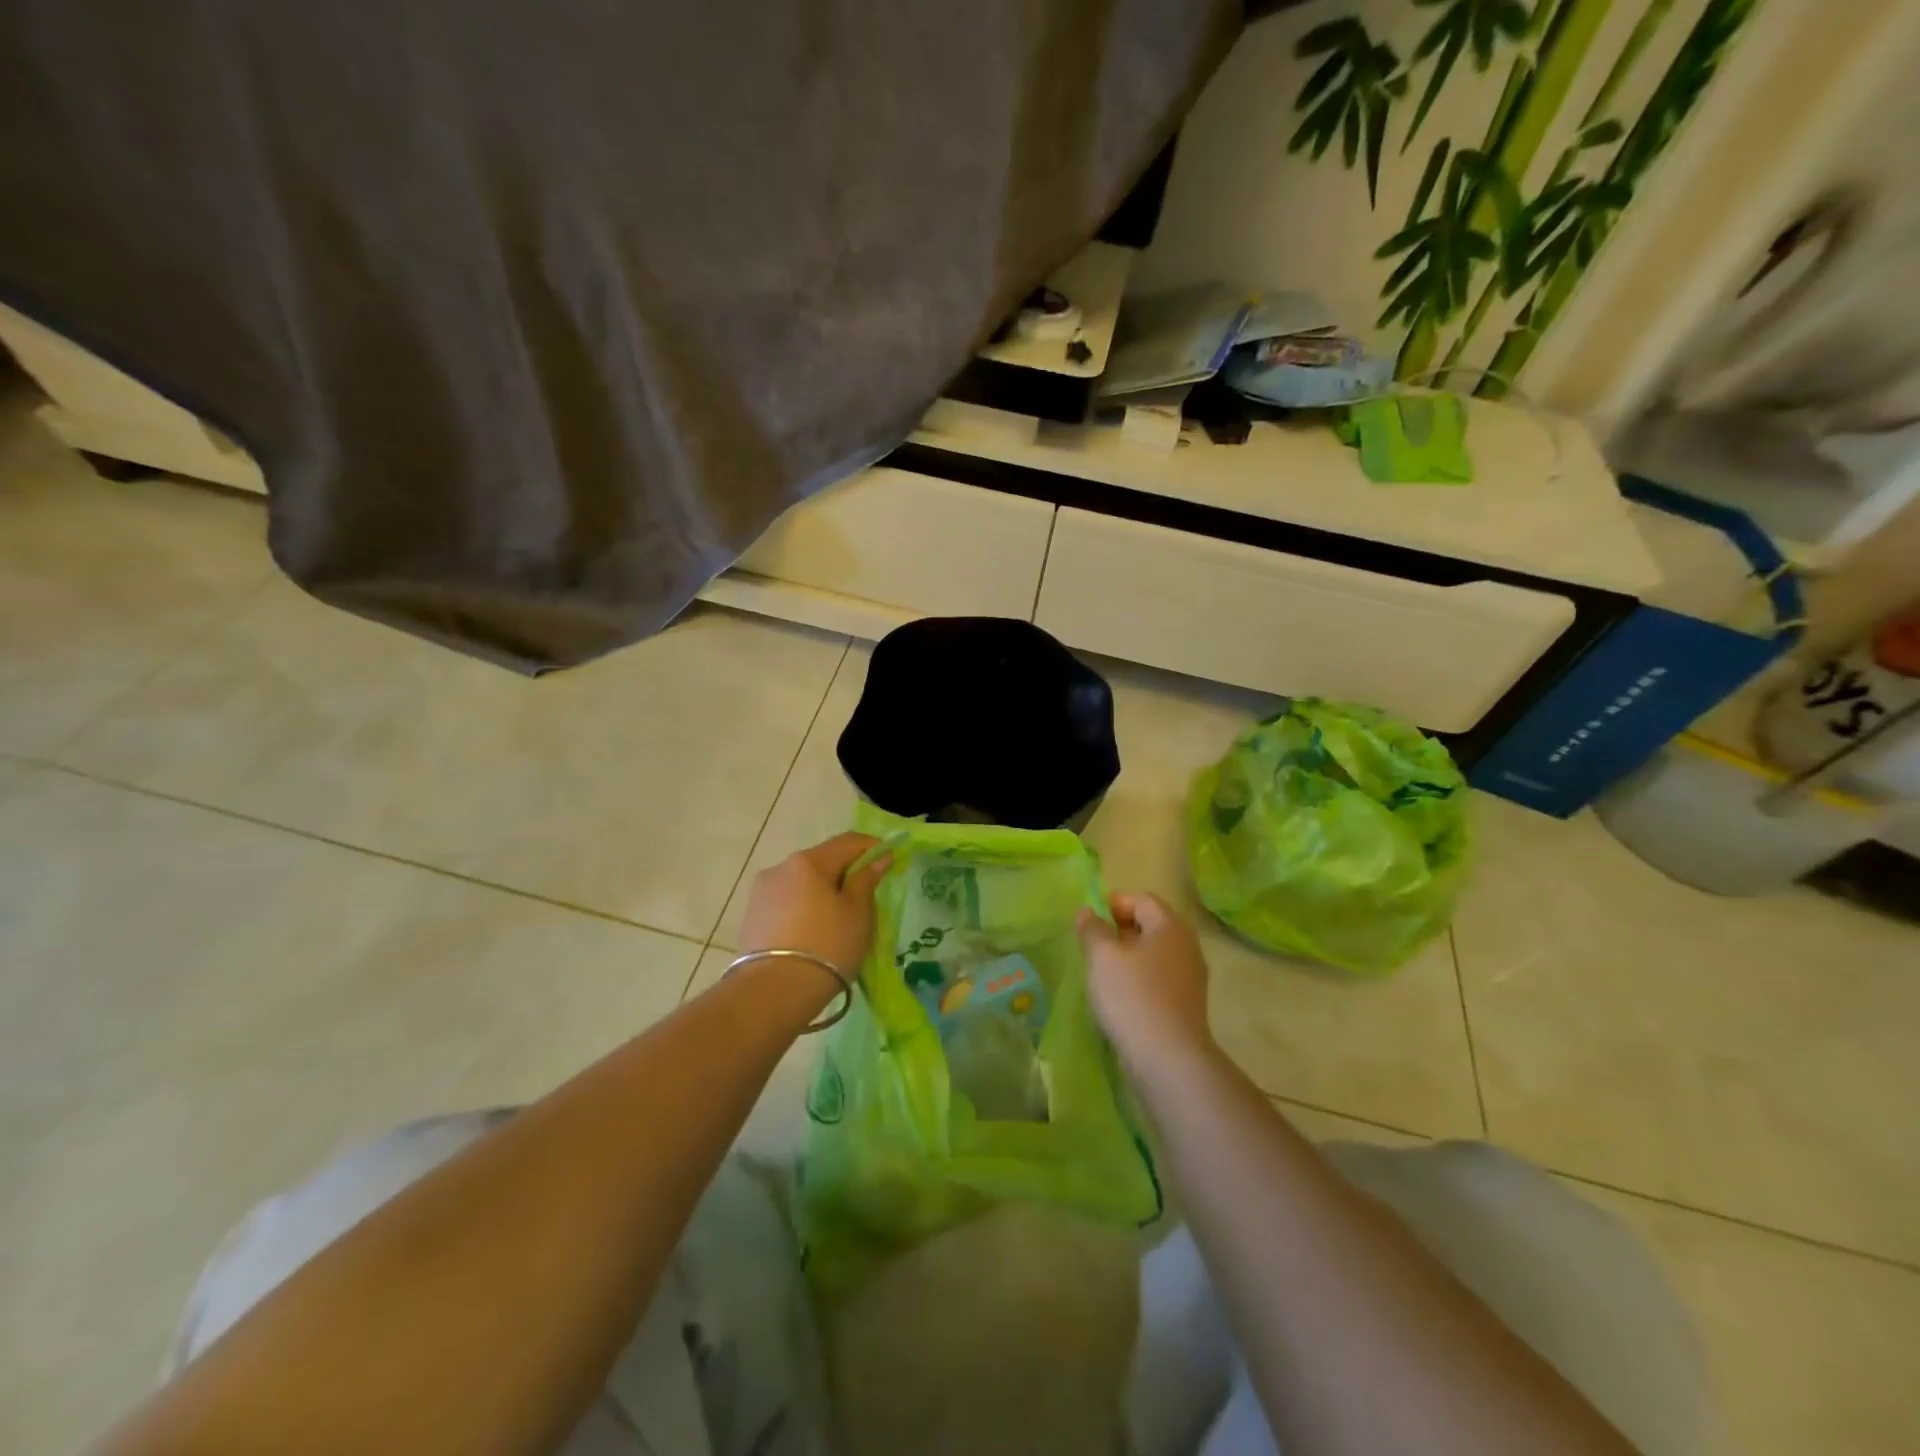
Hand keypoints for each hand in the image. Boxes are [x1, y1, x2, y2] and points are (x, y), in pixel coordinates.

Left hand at [739, 832, 891, 984]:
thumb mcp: (857, 913)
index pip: (848, 842)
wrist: (773, 993)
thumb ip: (867, 880)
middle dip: (845, 873)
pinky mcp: (751, 918)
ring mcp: (761, 893)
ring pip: (802, 884)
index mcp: (808, 861)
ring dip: (822, 893)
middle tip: (866, 897)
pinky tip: (814, 933)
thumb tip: (879, 858)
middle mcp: (780, 868)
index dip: (873, 848)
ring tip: (838, 921)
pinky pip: (787, 904)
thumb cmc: (826, 946)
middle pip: (822, 861)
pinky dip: (804, 910)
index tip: (891, 861)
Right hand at [1076, 892, 1215, 1075]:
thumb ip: (1092, 929)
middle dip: (1120, 929)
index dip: (1115, 903)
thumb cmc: (1132, 997)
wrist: (1168, 1060)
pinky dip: (1138, 979)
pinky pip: (1159, 979)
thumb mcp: (1102, 956)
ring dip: (1128, 956)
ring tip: (1102, 972)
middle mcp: (1187, 947)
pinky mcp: (1186, 1005)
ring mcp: (1190, 978)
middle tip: (1093, 945)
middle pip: (1151, 925)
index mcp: (1170, 927)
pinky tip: (1119, 996)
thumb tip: (1087, 912)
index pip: (1143, 900)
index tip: (1090, 920)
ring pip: (1154, 954)